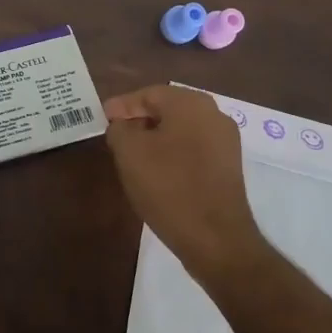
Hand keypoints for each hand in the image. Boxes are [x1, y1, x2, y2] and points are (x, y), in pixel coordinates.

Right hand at [104, 85, 265, 284]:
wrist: (215, 238)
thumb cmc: (168, 187)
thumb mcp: (129, 153)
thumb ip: (119, 129)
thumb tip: (122, 124)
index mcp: (190, 103)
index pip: (148, 94)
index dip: (122, 106)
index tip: (103, 118)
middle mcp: (214, 114)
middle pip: (168, 108)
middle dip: (140, 119)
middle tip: (116, 134)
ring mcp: (226, 141)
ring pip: (182, 129)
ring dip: (157, 137)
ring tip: (133, 154)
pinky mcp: (229, 166)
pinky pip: (194, 148)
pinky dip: (174, 153)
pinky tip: (159, 171)